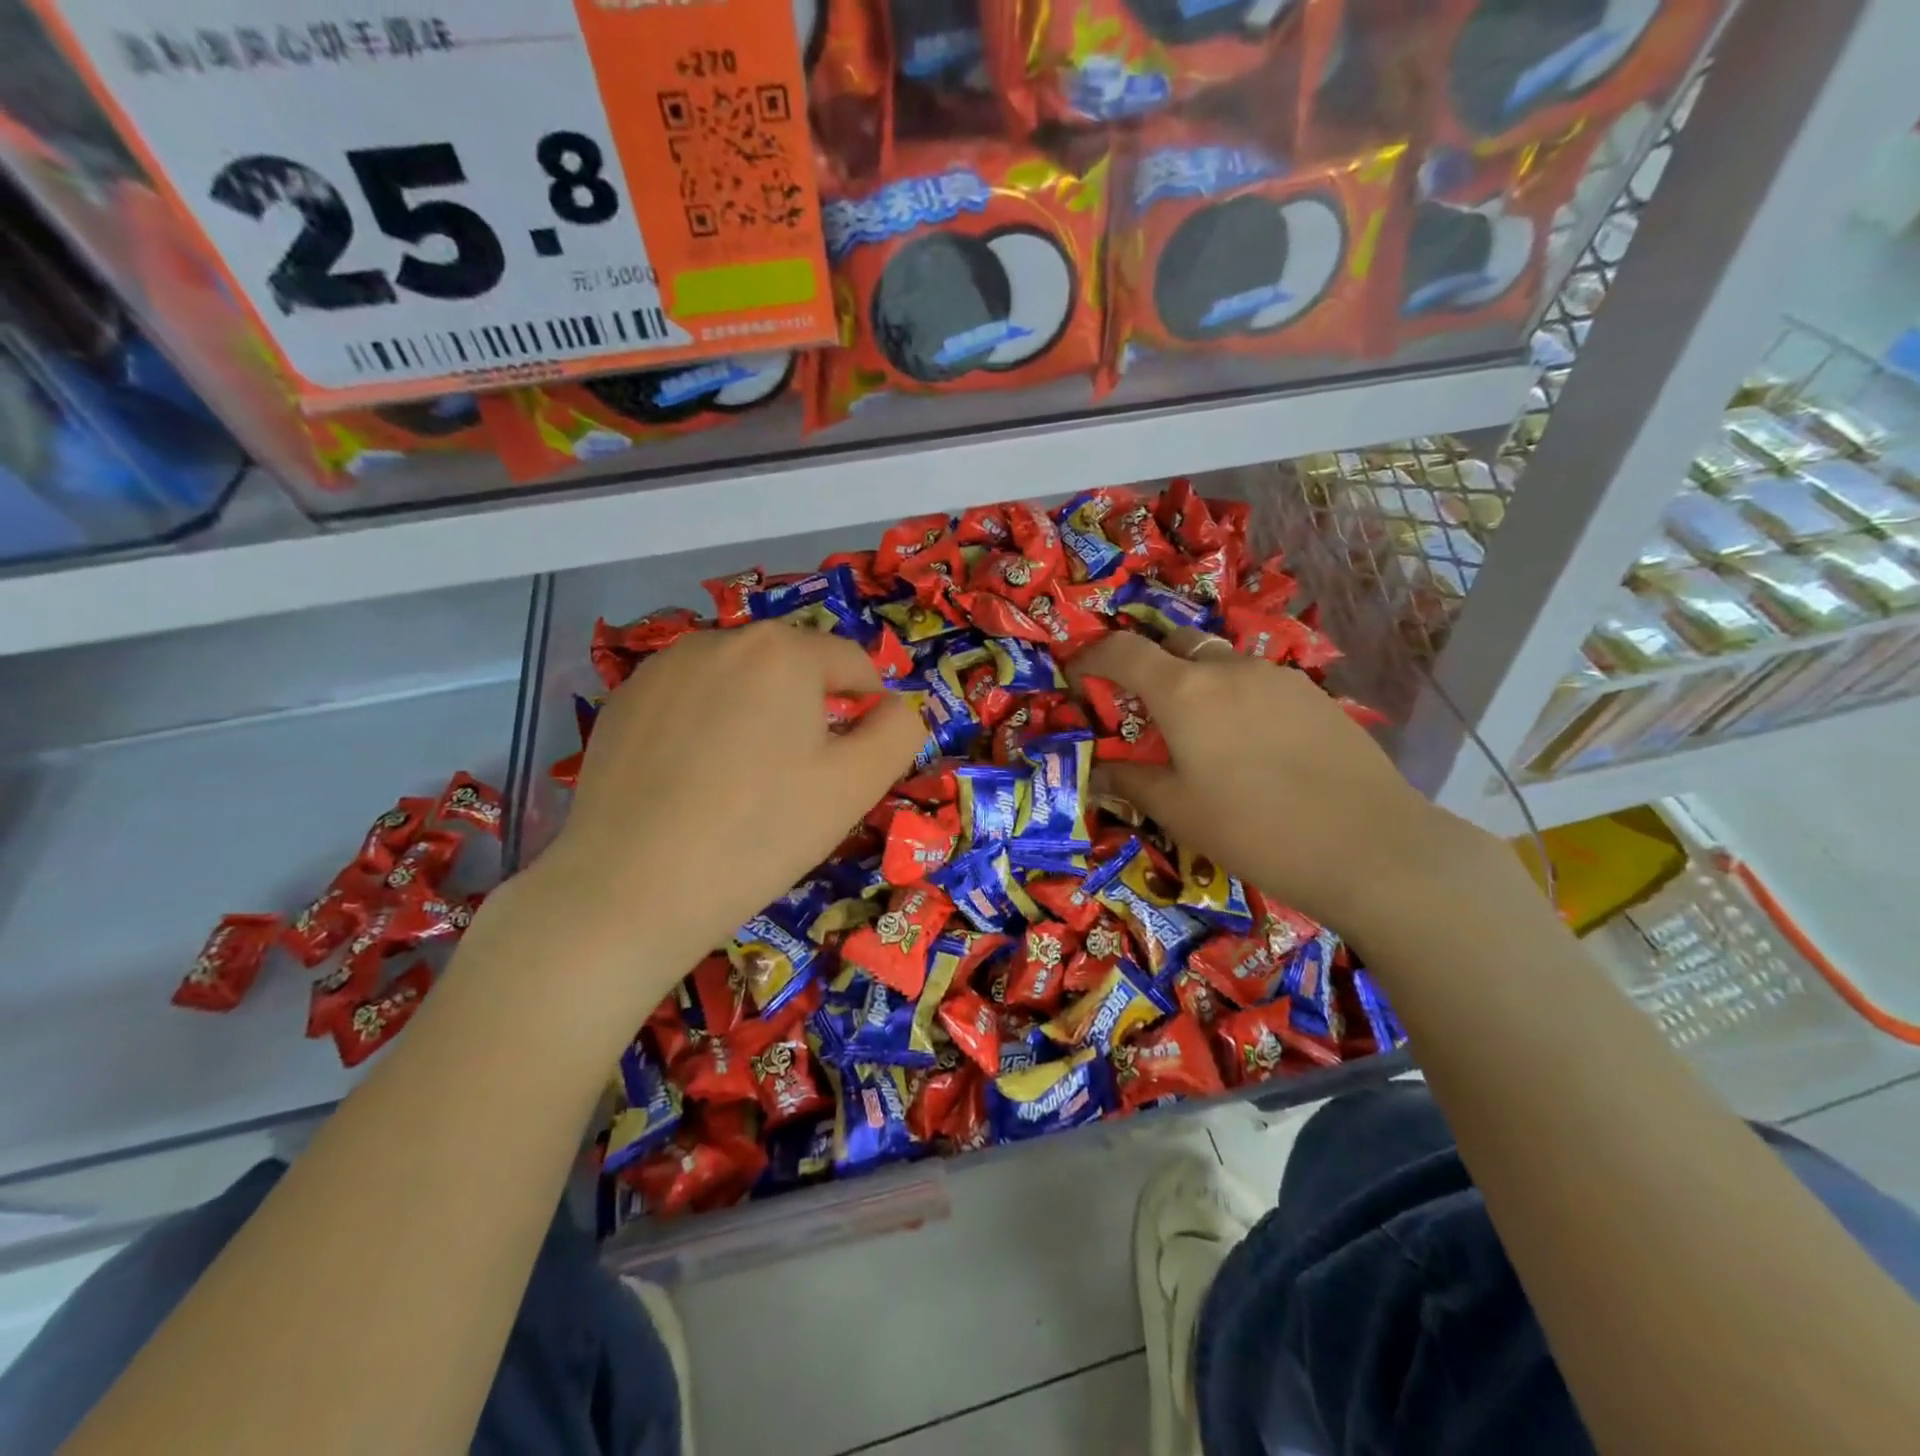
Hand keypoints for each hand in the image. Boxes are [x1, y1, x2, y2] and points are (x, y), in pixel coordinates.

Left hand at [527, 624, 925, 974]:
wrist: (630, 890)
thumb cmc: (760, 833)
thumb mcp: (856, 785)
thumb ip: (899, 731)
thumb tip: (897, 707)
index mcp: (782, 650)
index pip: (852, 662)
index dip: (868, 708)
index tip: (856, 761)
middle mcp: (719, 639)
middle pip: (792, 667)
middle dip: (810, 710)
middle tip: (800, 780)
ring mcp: (661, 667)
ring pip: (738, 681)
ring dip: (757, 715)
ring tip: (743, 783)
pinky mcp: (621, 702)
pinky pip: (689, 701)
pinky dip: (706, 727)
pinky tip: (693, 783)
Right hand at [1068, 628, 1500, 933]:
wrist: (1368, 845)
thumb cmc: (1254, 829)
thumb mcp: (1178, 811)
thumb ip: (1130, 782)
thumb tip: (1099, 772)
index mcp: (1185, 691)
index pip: (1123, 650)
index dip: (1091, 656)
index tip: (1078, 678)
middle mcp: (1229, 668)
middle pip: (1174, 644)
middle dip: (1148, 665)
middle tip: (1142, 710)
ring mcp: (1278, 676)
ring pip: (1220, 663)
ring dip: (1196, 684)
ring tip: (1202, 737)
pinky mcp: (1314, 694)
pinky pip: (1258, 683)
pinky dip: (1236, 699)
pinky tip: (1252, 747)